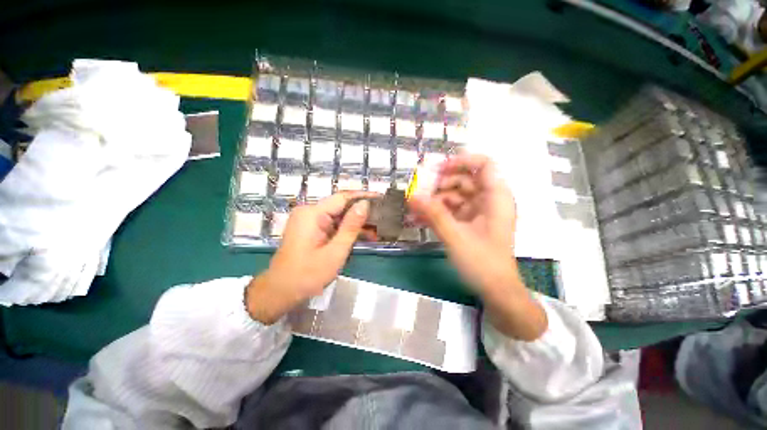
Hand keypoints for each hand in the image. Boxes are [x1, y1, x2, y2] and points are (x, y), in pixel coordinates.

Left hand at [246, 192, 373, 323]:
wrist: (280, 292)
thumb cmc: (307, 275)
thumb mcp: (335, 251)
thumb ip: (351, 226)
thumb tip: (364, 204)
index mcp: (312, 214)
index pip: (343, 197)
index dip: (363, 196)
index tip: (381, 198)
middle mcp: (309, 212)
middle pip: (340, 206)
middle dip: (361, 212)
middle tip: (382, 218)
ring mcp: (308, 220)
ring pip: (338, 216)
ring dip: (355, 223)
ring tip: (377, 230)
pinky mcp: (309, 229)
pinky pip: (332, 224)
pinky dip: (345, 230)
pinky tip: (361, 236)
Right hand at [409, 154, 546, 339]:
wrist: (495, 290)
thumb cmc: (482, 263)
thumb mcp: (455, 236)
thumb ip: (433, 214)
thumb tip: (411, 195)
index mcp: (495, 197)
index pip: (483, 165)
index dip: (461, 161)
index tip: (438, 169)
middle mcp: (488, 200)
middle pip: (463, 180)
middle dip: (439, 184)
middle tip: (418, 191)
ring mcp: (478, 212)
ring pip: (454, 195)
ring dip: (433, 200)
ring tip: (413, 208)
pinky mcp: (468, 222)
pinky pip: (451, 210)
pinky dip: (436, 212)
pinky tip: (418, 218)